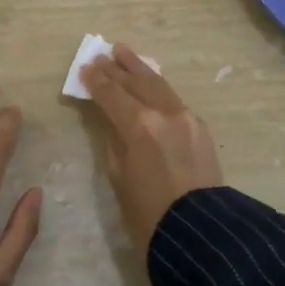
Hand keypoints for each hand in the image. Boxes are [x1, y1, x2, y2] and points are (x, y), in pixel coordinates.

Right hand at [83, 43, 222, 254]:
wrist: (200, 233)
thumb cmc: (148, 214)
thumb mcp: (119, 177)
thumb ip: (114, 141)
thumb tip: (113, 122)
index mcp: (139, 126)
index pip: (112, 95)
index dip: (96, 82)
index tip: (85, 68)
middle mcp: (164, 113)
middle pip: (136, 83)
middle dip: (116, 69)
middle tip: (101, 55)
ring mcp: (186, 117)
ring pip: (158, 84)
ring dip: (139, 68)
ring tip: (124, 52)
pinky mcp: (200, 127)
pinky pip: (173, 97)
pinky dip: (157, 86)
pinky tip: (150, 81)